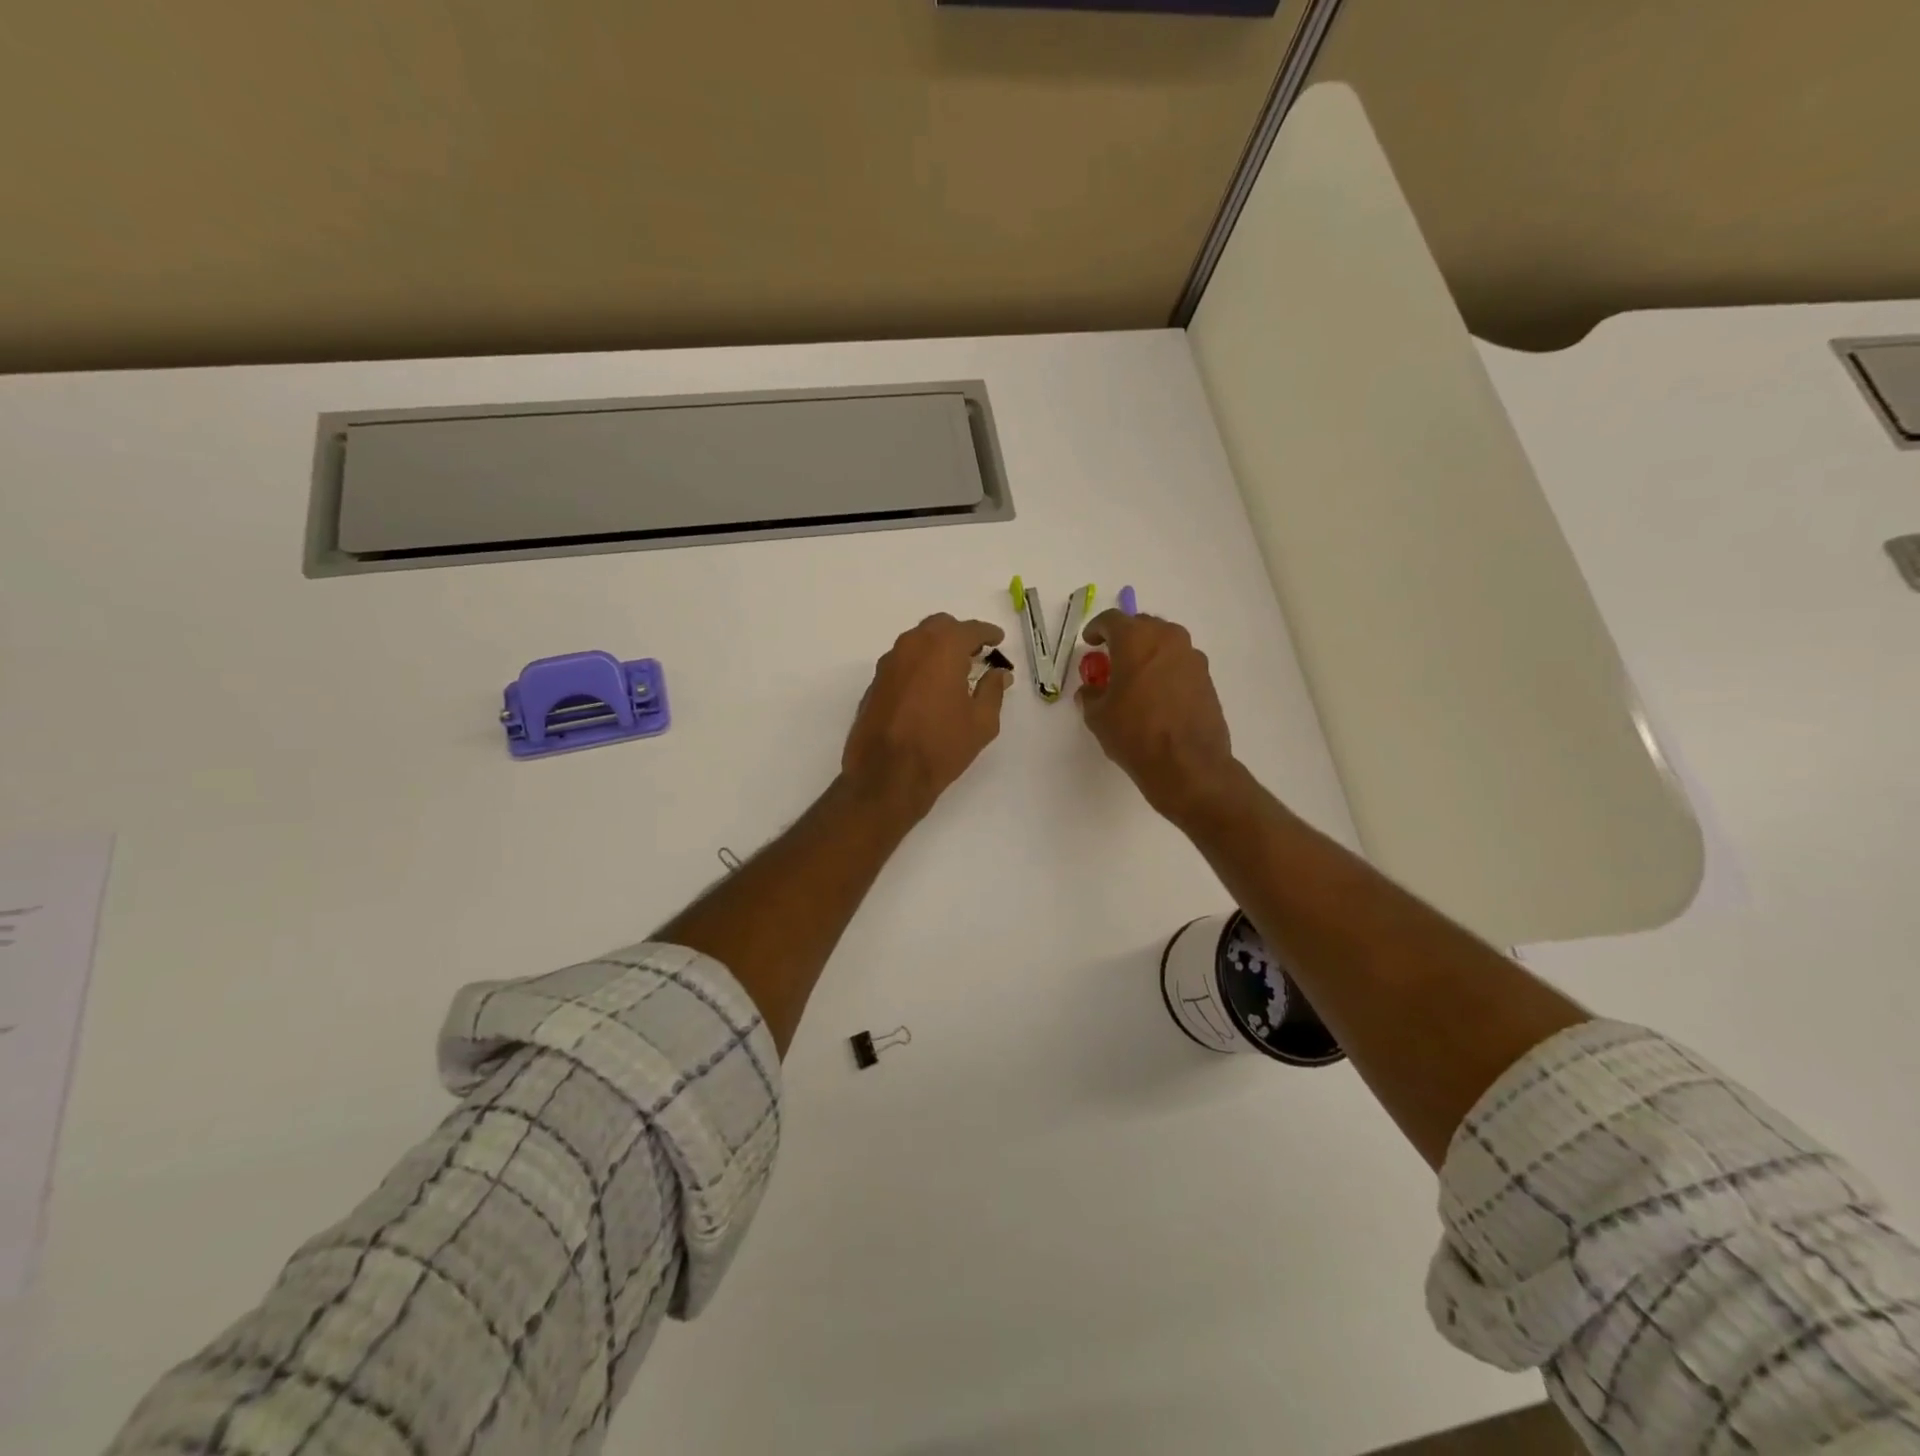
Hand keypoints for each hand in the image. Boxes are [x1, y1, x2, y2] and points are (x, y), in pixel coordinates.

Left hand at [842, 613, 1011, 820]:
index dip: (988, 633)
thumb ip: (993, 690)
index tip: (998, 640)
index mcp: (942, 648)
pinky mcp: (875, 682)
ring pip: (917, 641)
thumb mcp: (982, 722)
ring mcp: (888, 663)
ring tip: (954, 671)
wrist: (887, 774)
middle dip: (960, 635)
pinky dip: (919, 665)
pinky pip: (903, 662)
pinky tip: (929, 688)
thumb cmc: (941, 746)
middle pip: (940, 627)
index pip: (970, 629)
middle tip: (976, 654)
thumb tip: (999, 674)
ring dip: (937, 648)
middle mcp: (912, 646)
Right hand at [1077, 610, 1241, 823]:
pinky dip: (1165, 670)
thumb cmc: (1135, 733)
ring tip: (1135, 678)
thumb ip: (1091, 695)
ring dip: (1148, 653)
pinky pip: (1180, 664)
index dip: (1097, 628)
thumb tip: (1092, 691)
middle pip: (1142, 626)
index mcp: (1136, 639)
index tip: (1090, 642)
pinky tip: (1157, 695)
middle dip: (1125, 638)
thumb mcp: (1098, 716)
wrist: (1187, 764)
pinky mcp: (1207, 678)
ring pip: (1164, 644)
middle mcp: (1168, 639)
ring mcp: (1192, 657)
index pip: (1112, 620)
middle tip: (1112, 659)